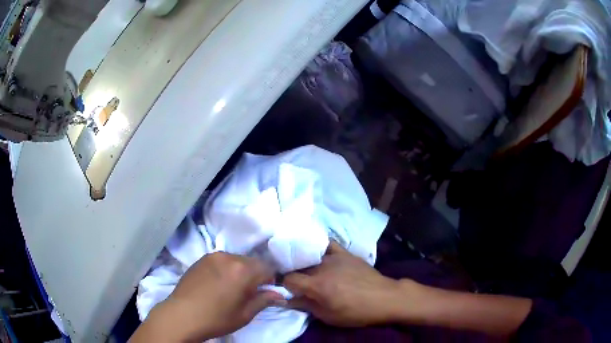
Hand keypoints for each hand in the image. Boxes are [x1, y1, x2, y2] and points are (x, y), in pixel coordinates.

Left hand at [131, 252, 283, 341]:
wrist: (182, 315)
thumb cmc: (216, 318)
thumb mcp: (245, 314)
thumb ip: (264, 300)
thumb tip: (280, 295)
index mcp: (242, 270)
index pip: (267, 268)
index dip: (270, 280)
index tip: (266, 292)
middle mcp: (228, 257)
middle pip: (251, 262)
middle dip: (255, 275)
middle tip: (248, 292)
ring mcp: (212, 256)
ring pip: (236, 260)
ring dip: (240, 271)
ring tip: (231, 288)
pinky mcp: (201, 259)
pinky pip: (221, 260)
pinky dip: (226, 269)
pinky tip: (218, 284)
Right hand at [283, 242, 404, 326]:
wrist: (384, 298)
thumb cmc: (356, 312)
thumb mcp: (328, 316)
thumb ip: (306, 305)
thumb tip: (287, 299)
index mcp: (317, 285)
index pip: (289, 279)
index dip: (284, 285)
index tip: (286, 289)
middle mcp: (322, 267)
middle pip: (298, 266)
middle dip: (292, 273)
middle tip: (295, 281)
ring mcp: (335, 257)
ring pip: (310, 255)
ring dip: (303, 262)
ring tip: (304, 268)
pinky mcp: (345, 253)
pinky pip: (327, 244)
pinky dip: (318, 246)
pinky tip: (315, 250)